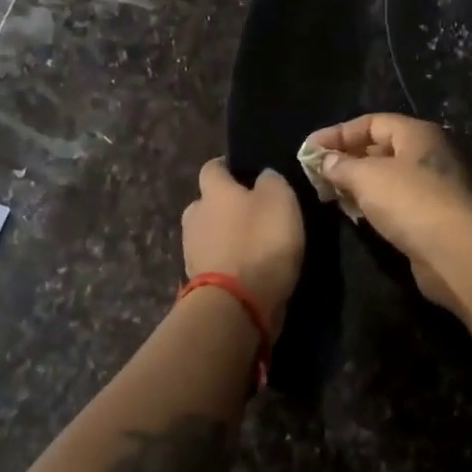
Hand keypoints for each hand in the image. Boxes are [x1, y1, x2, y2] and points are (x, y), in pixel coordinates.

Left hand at [181, 159, 303, 328]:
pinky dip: (226, 262)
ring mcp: (191, 251)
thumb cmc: (260, 241)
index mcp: (213, 190)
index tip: (245, 172)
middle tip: (252, 212)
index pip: (212, 167)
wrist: (236, 304)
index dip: (228, 168)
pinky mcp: (197, 282)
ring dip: (224, 236)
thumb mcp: (279, 199)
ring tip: (251, 244)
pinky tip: (246, 268)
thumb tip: (263, 176)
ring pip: (208, 234)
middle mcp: (195, 215)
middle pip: (206, 203)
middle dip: (224, 206)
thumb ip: (271, 180)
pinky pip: (213, 262)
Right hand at [300, 114, 471, 309]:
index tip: (309, 150)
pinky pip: (394, 200)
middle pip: (379, 148)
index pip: (371, 122)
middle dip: (346, 158)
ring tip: (328, 193)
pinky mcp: (430, 214)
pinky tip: (352, 213)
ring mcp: (431, 185)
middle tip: (316, 173)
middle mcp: (427, 153)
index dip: (338, 133)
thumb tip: (325, 160)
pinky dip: (372, 202)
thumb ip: (341, 165)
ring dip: (357, 182)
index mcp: (416, 133)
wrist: (452, 251)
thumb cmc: (408, 201)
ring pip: (386, 176)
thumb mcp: (366, 177)